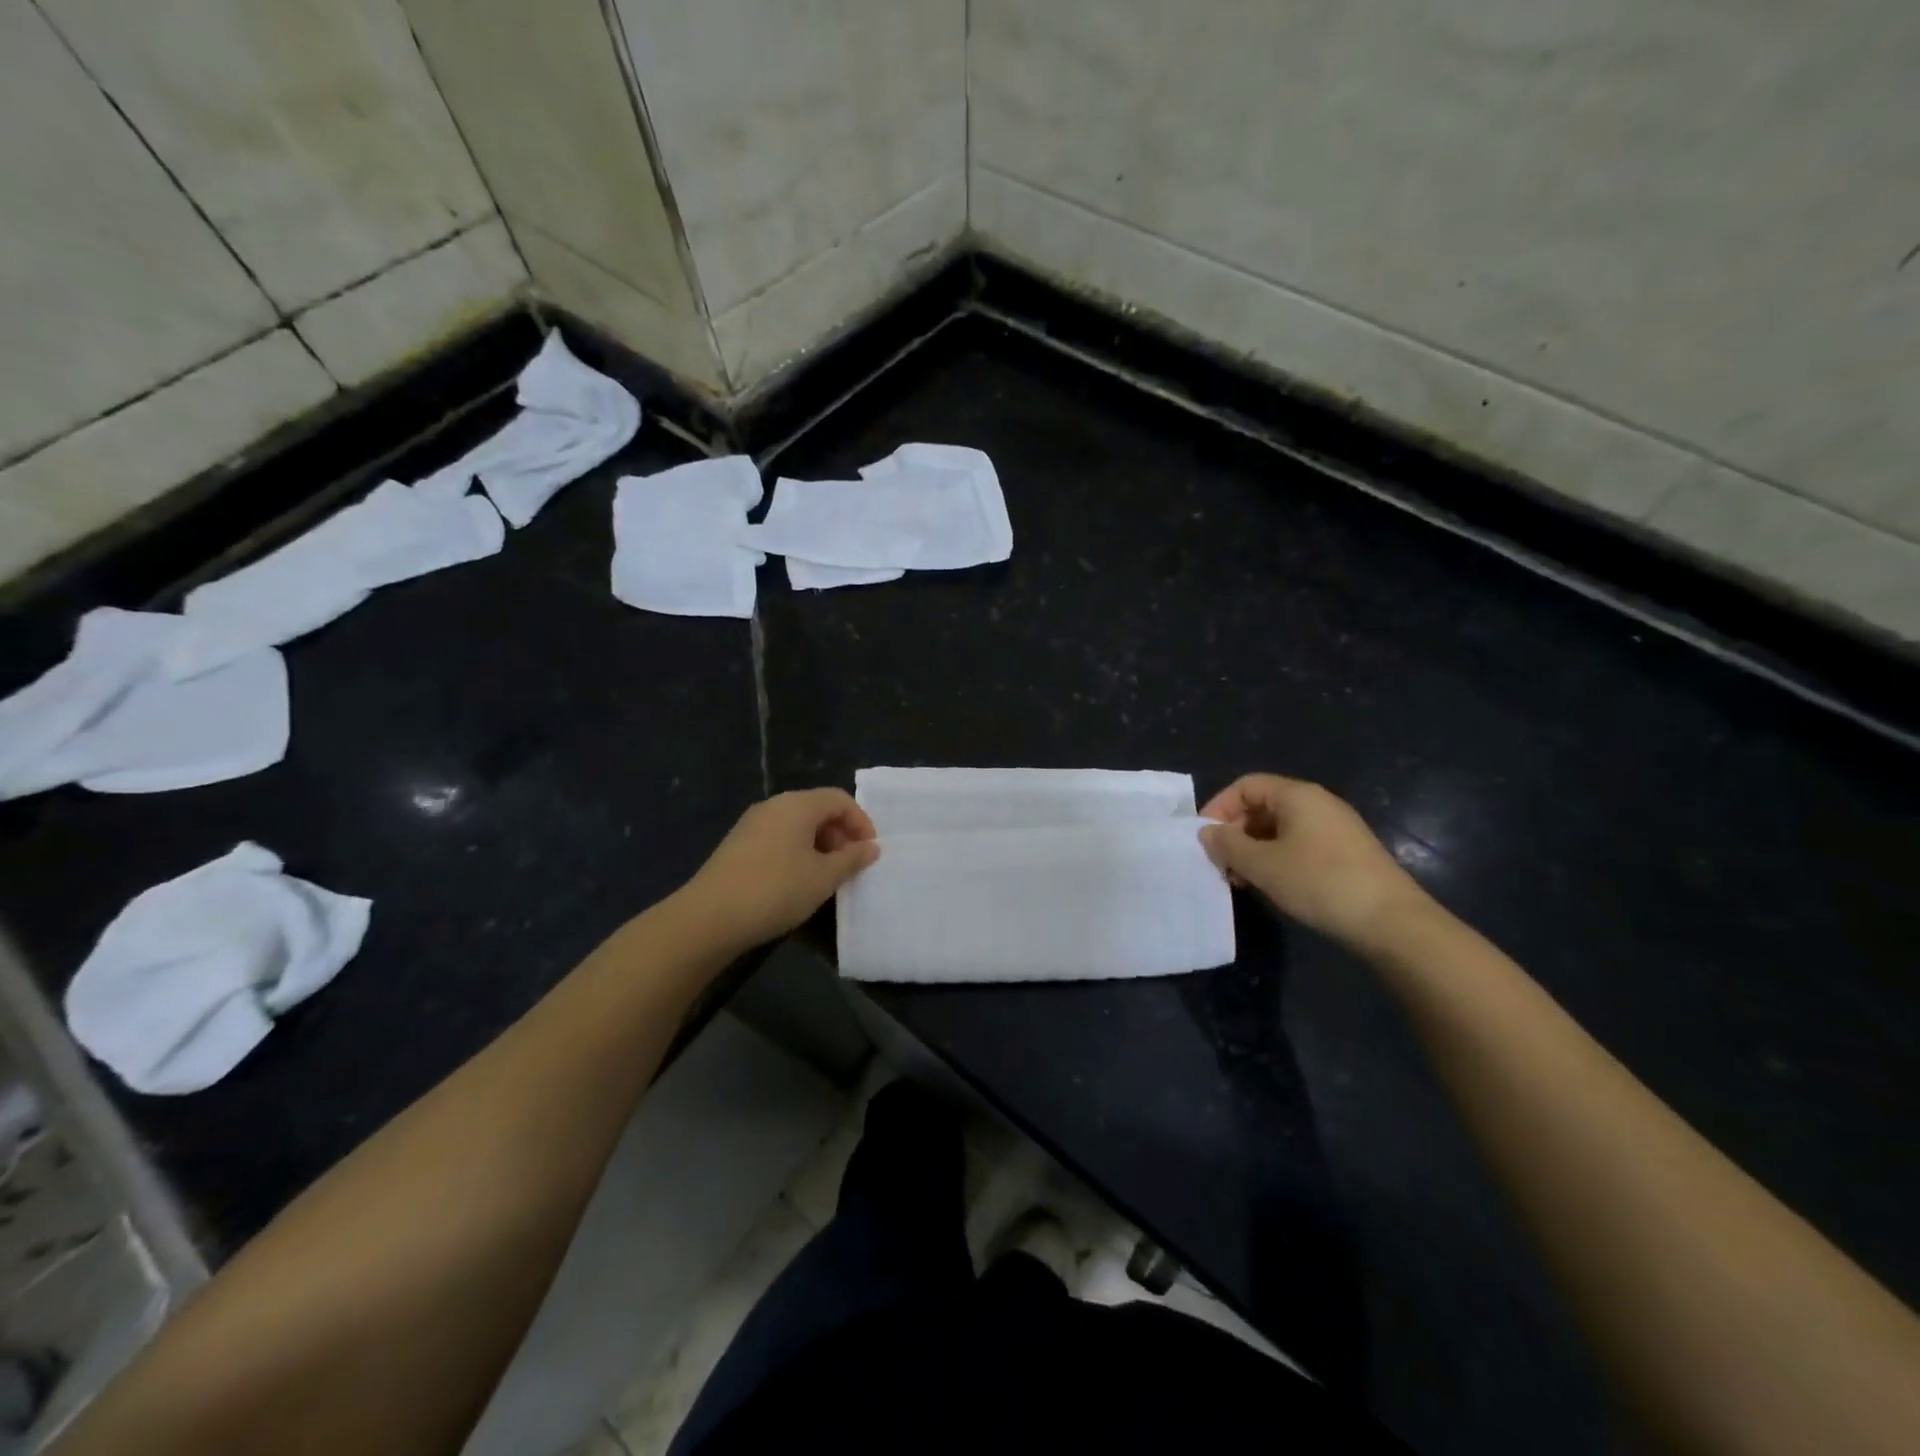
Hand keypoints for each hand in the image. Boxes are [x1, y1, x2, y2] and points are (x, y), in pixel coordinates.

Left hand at [679, 789, 879, 950]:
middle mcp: (774, 806)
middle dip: (840, 834)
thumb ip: (852, 859)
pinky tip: (797, 883)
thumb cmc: (776, 890)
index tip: (869, 852)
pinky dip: (796, 853)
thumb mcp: (823, 877)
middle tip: (851, 866)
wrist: (709, 917)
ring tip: (826, 877)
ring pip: (796, 826)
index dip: (860, 822)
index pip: (839, 799)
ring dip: (819, 846)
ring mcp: (751, 824)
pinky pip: (778, 839)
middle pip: (817, 809)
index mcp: (797, 805)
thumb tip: (871, 847)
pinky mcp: (737, 845)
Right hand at [1199, 774, 1428, 946]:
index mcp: (1297, 795)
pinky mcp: (1346, 853)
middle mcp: (1317, 803)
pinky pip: (1299, 845)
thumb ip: (1228, 845)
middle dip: (1235, 832)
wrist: (1391, 922)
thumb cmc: (1319, 882)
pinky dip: (1276, 859)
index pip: (1245, 786)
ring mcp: (1335, 828)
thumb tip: (1207, 832)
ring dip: (1253, 850)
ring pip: (1279, 829)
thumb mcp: (1263, 865)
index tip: (1204, 839)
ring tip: (1240, 880)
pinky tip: (1270, 886)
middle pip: (1262, 806)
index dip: (1219, 807)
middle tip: (1219, 864)